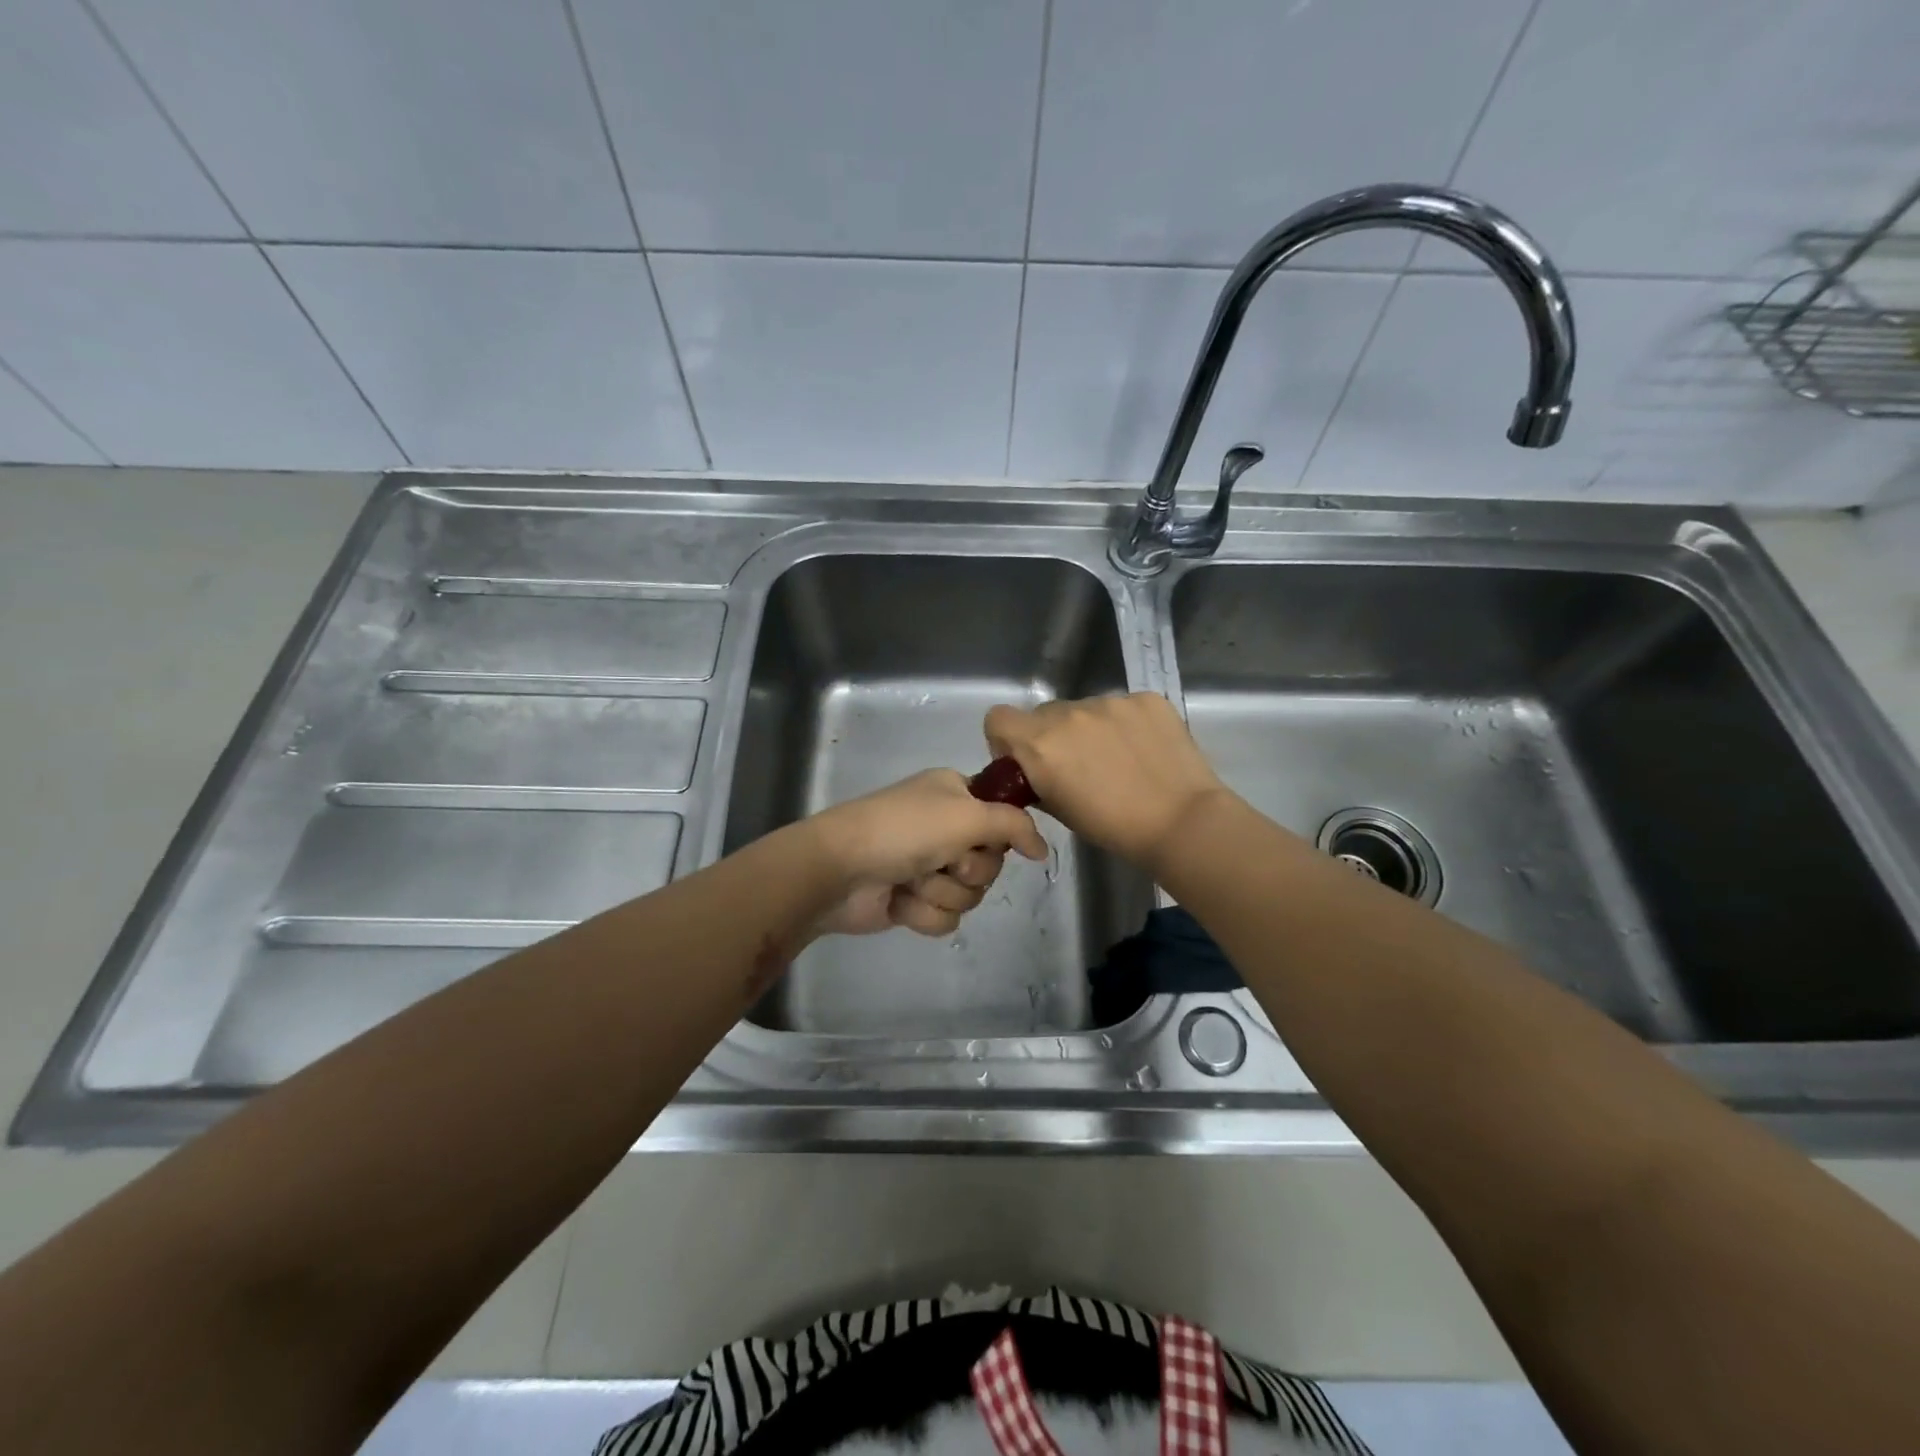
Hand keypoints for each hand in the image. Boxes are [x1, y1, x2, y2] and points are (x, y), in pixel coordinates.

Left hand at [808, 769, 1048, 937]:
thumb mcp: (967, 814)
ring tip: (912, 880)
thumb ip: (1014, 825)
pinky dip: (924, 913)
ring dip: (942, 892)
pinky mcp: (914, 901)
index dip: (998, 835)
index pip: (1003, 818)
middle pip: (990, 863)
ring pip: (970, 894)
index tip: (984, 839)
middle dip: (967, 869)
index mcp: (955, 795)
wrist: (839, 870)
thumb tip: (1043, 849)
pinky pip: (946, 918)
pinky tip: (899, 901)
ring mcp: (928, 866)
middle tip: (942, 859)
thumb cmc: (904, 830)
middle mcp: (945, 828)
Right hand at [984, 693, 1228, 870]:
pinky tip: (1144, 750)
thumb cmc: (1113, 828)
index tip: (1026, 760)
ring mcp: (1110, 701)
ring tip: (1119, 760)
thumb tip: (1035, 770)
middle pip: (1044, 714)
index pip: (998, 718)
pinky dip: (1126, 724)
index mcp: (1040, 744)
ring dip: (1090, 729)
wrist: (1181, 822)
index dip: (1006, 738)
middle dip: (1053, 736)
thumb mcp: (1059, 811)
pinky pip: (1122, 706)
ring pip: (1085, 709)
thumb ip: (1037, 780)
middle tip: (1079, 766)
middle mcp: (1069, 713)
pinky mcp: (1146, 699)